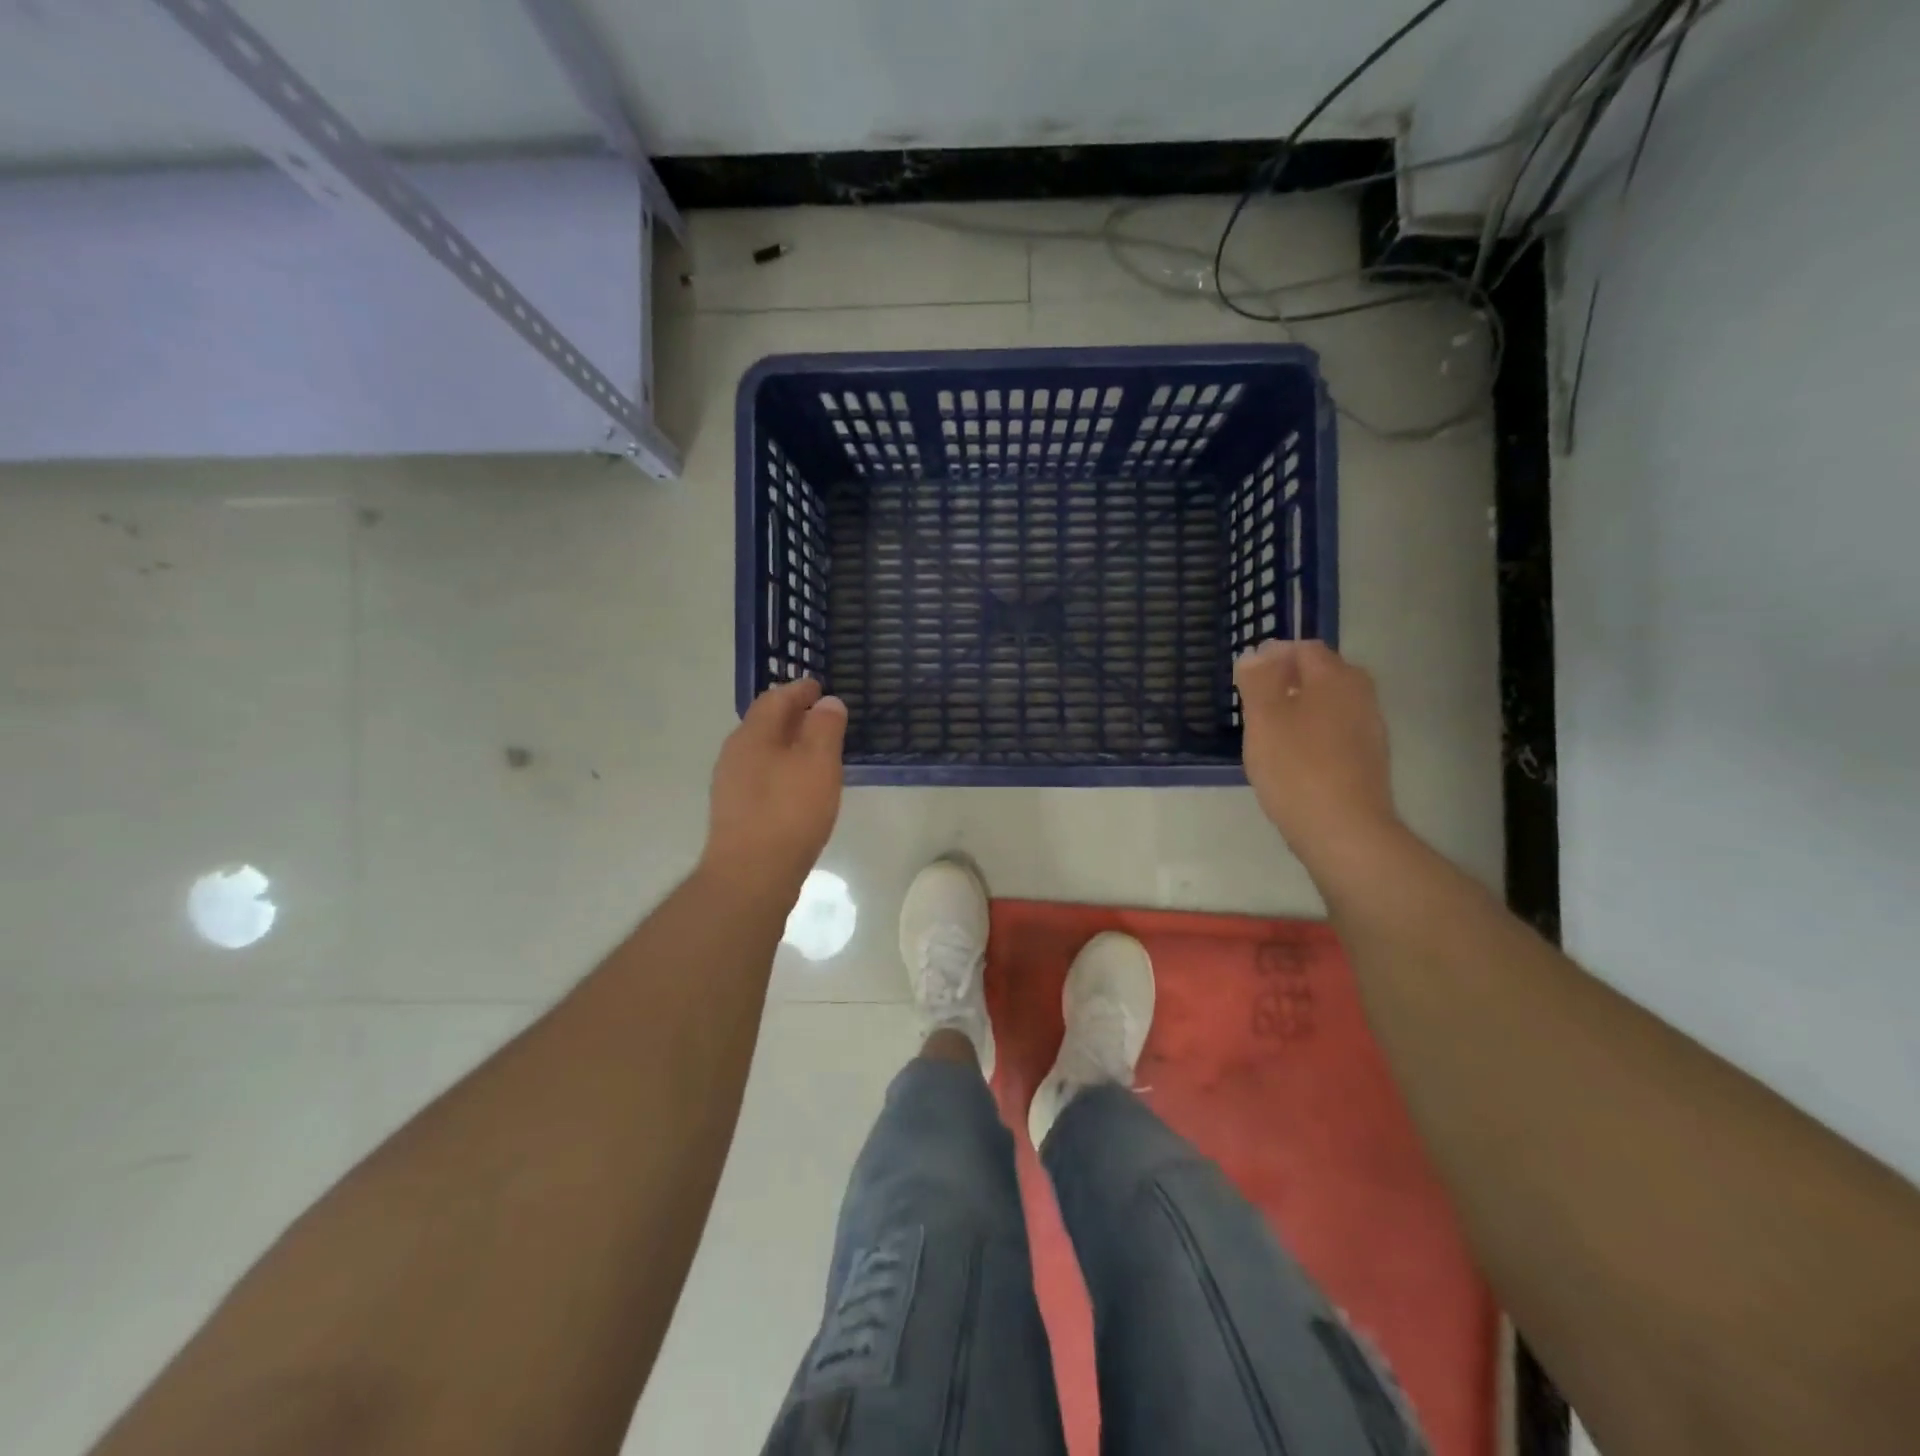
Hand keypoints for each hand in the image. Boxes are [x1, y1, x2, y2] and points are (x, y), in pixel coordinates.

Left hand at [702, 679, 847, 893]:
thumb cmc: (789, 812)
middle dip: (794, 716)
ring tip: (818, 751)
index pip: (775, 699)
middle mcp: (735, 754)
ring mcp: (732, 785)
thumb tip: (827, 702)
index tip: (820, 687)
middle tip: (823, 717)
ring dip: (789, 744)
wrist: (751, 875)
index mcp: (752, 735)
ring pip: (764, 751)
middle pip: (765, 724)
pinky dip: (784, 769)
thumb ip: (824, 728)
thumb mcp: (818, 763)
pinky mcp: (737, 812)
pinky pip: (763, 776)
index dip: (800, 690)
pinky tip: (802, 786)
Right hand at [1235, 640, 1399, 867]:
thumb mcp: (1264, 718)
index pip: (1305, 649)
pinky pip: (1337, 732)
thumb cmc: (1296, 768)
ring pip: (1330, 705)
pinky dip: (1315, 735)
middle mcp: (1360, 695)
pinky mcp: (1368, 760)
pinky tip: (1293, 759)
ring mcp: (1370, 729)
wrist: (1344, 831)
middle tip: (1256, 703)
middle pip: (1322, 674)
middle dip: (1289, 680)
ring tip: (1270, 733)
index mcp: (1336, 678)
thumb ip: (1258, 680)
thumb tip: (1257, 653)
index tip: (1247, 678)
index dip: (1274, 656)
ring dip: (1302, 709)